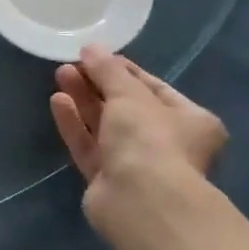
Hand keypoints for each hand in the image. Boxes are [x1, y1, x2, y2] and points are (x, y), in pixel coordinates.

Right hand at [50, 46, 227, 235]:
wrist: (141, 202)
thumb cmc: (150, 139)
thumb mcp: (130, 94)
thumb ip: (108, 70)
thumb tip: (91, 48)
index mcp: (191, 121)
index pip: (154, 88)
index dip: (123, 69)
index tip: (95, 55)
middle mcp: (168, 144)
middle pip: (127, 107)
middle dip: (98, 84)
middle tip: (71, 64)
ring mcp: (137, 165)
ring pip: (105, 127)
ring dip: (84, 101)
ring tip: (60, 75)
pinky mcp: (108, 181)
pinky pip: (89, 146)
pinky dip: (75, 124)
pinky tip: (57, 102)